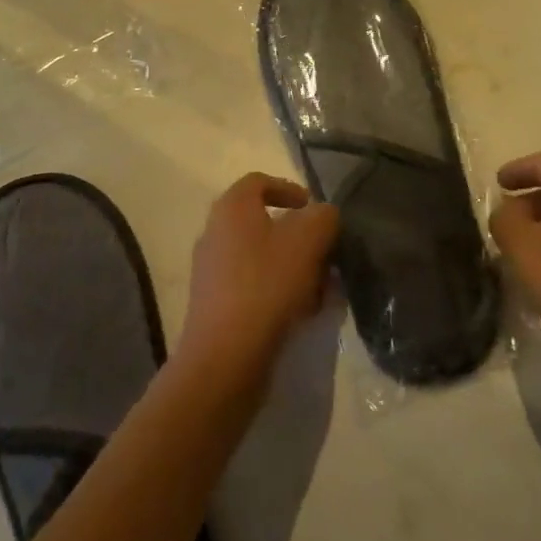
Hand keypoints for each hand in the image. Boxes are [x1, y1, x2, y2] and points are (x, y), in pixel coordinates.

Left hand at [176, 173, 338, 396]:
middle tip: (327, 255)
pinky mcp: (217, 307)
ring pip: (264, 259)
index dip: (289, 189)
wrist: (225, 359)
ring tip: (324, 290)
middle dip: (301, 238)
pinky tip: (306, 314)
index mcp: (231, 208)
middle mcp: (216, 234)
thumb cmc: (266, 286)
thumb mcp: (308, 240)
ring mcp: (213, 272)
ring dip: (296, 268)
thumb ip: (323, 217)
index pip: (259, 182)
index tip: (314, 209)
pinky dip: (281, 293)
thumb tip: (323, 215)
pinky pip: (255, 288)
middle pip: (264, 223)